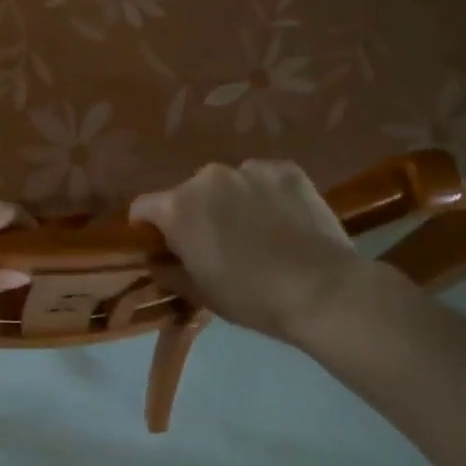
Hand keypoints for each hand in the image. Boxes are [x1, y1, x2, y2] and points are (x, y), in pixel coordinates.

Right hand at [130, 161, 371, 349]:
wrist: (323, 291)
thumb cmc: (251, 297)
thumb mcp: (199, 292)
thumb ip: (168, 270)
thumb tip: (156, 260)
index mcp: (178, 207)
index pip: (142, 207)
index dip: (147, 228)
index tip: (163, 246)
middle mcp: (207, 177)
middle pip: (187, 193)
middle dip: (195, 214)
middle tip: (216, 243)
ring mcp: (249, 169)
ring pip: (227, 184)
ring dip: (231, 201)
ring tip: (256, 231)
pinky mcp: (285, 169)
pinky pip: (263, 178)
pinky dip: (265, 195)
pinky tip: (283, 221)